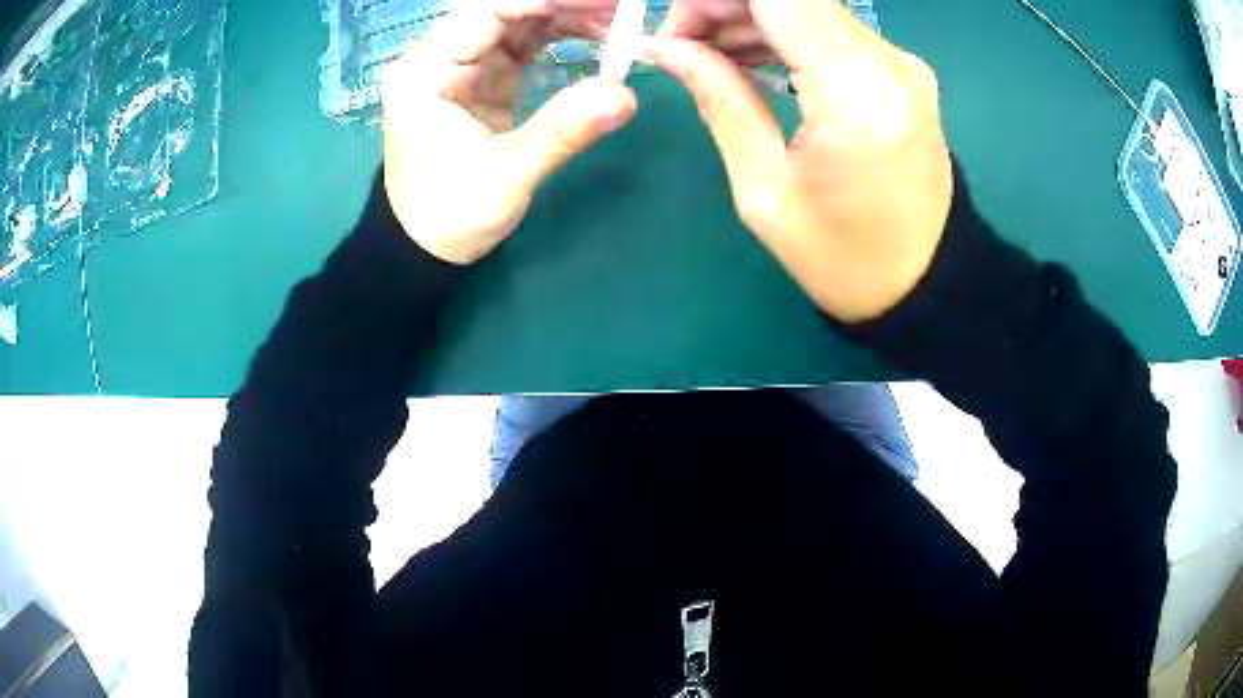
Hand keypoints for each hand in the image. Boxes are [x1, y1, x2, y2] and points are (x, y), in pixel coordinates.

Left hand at [382, 0, 637, 263]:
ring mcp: (462, 66)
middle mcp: (439, 58)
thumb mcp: (506, 177)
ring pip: (516, 21)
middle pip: (502, 9)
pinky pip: (522, 42)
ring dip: (564, 15)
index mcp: (426, 73)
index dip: (543, 0)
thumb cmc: (450, 215)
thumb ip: (562, 132)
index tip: (601, 3)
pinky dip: (558, 35)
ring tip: (616, 22)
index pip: (486, 11)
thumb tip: (625, 95)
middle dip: (560, 4)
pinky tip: (594, 35)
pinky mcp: (482, 79)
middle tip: (617, 8)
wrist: (426, 245)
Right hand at [648, 0, 952, 321]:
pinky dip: (782, 32)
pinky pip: (828, 28)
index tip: (673, 30)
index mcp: (857, 92)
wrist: (926, 283)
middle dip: (723, 6)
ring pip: (807, 5)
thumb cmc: (845, 258)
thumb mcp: (765, 190)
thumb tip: (667, 48)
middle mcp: (889, 62)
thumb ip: (719, 100)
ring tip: (706, 57)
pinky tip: (750, 60)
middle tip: (679, 46)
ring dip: (748, 17)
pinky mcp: (900, 71)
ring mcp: (900, 63)